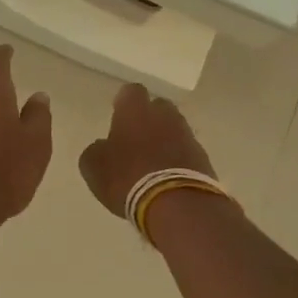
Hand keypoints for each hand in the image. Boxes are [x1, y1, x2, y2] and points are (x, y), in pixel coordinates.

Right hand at [79, 83, 216, 217]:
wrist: (177, 205)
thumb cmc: (127, 177)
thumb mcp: (94, 166)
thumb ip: (97, 150)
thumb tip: (104, 146)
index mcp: (135, 110)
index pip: (131, 92)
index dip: (124, 103)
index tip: (117, 115)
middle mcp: (165, 116)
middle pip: (158, 108)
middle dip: (148, 119)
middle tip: (135, 139)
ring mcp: (188, 136)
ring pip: (174, 130)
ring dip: (164, 141)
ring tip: (151, 164)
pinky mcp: (203, 159)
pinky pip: (186, 153)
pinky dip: (177, 161)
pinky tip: (166, 179)